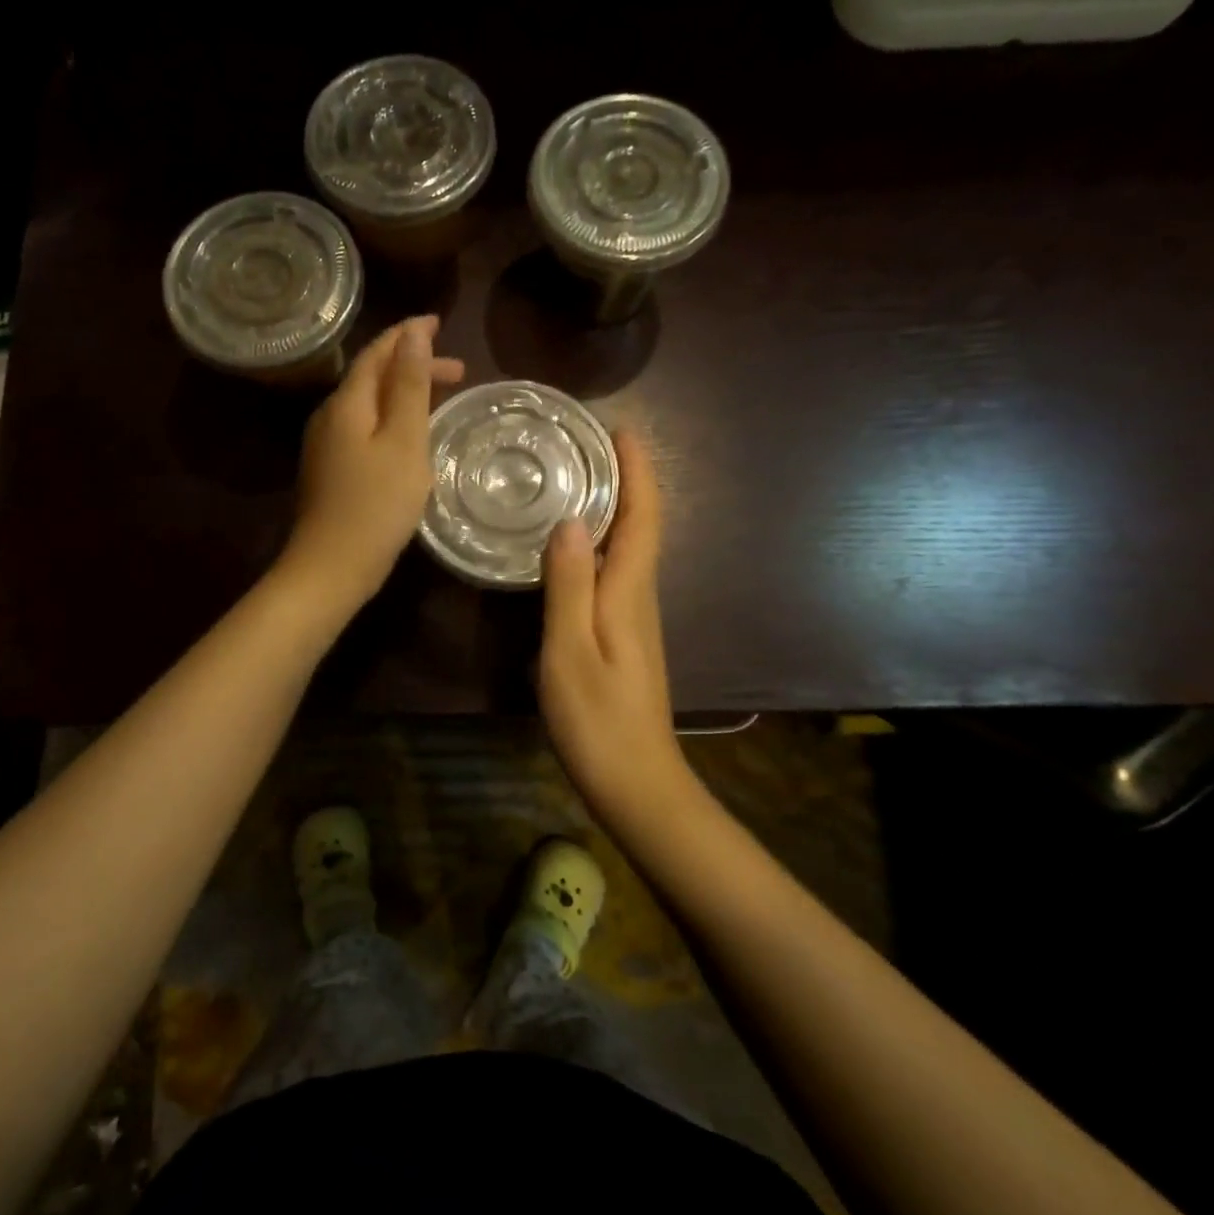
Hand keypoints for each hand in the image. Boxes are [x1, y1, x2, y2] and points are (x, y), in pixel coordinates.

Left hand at [277, 316, 464, 617]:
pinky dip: (391, 420)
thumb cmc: (376, 506)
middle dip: (412, 366)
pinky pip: (363, 429)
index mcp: (347, 403)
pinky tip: (409, 437)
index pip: (377, 353)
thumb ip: (408, 386)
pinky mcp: (330, 471)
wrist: (331, 568)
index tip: (439, 323)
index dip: (407, 335)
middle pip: (371, 376)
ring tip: (440, 398)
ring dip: (403, 393)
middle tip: (458, 371)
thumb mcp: (403, 442)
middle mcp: (330, 416)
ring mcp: (326, 446)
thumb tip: (412, 333)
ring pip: (368, 404)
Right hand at [538, 430, 692, 820]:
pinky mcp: (624, 637)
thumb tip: (571, 520)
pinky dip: (603, 543)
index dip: (638, 473)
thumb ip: (569, 587)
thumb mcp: (570, 652)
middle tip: (587, 445)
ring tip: (576, 480)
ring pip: (630, 548)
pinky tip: (572, 546)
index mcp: (630, 593)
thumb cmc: (599, 721)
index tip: (621, 430)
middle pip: (641, 526)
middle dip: (626, 480)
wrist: (637, 784)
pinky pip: (616, 573)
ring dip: (615, 508)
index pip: (643, 518)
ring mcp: (634, 619)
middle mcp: (639, 597)